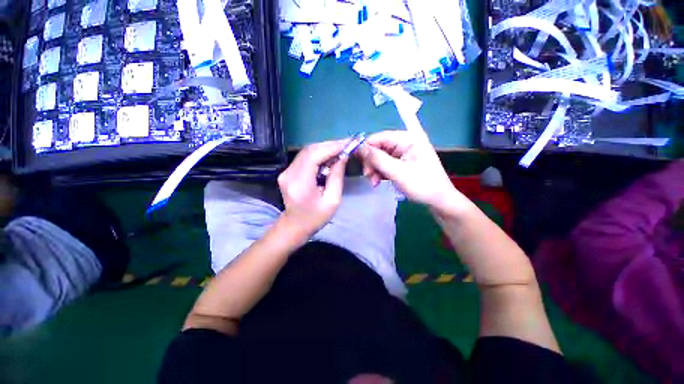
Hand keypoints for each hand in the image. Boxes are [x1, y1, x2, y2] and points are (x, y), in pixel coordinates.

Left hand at [278, 140, 347, 234]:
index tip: (348, 143)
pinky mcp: (287, 171)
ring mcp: (286, 172)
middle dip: (330, 145)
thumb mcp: (333, 200)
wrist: (295, 226)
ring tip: (340, 149)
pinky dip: (318, 154)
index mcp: (300, 184)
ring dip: (324, 148)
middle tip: (346, 144)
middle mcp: (289, 174)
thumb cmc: (316, 218)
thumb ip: (337, 177)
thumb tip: (343, 156)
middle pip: (310, 150)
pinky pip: (304, 157)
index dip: (332, 147)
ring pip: (307, 151)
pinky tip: (329, 156)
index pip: (314, 156)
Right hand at [359, 130, 464, 211]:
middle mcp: (405, 142)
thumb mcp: (397, 172)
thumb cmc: (422, 185)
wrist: (439, 201)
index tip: (357, 162)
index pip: (379, 137)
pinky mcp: (402, 162)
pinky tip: (378, 182)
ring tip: (374, 182)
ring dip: (374, 169)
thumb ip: (377, 158)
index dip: (366, 148)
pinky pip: (385, 164)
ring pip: (380, 157)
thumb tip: (359, 147)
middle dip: (371, 162)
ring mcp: (403, 153)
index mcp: (408, 138)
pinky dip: (379, 172)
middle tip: (368, 176)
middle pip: (378, 147)